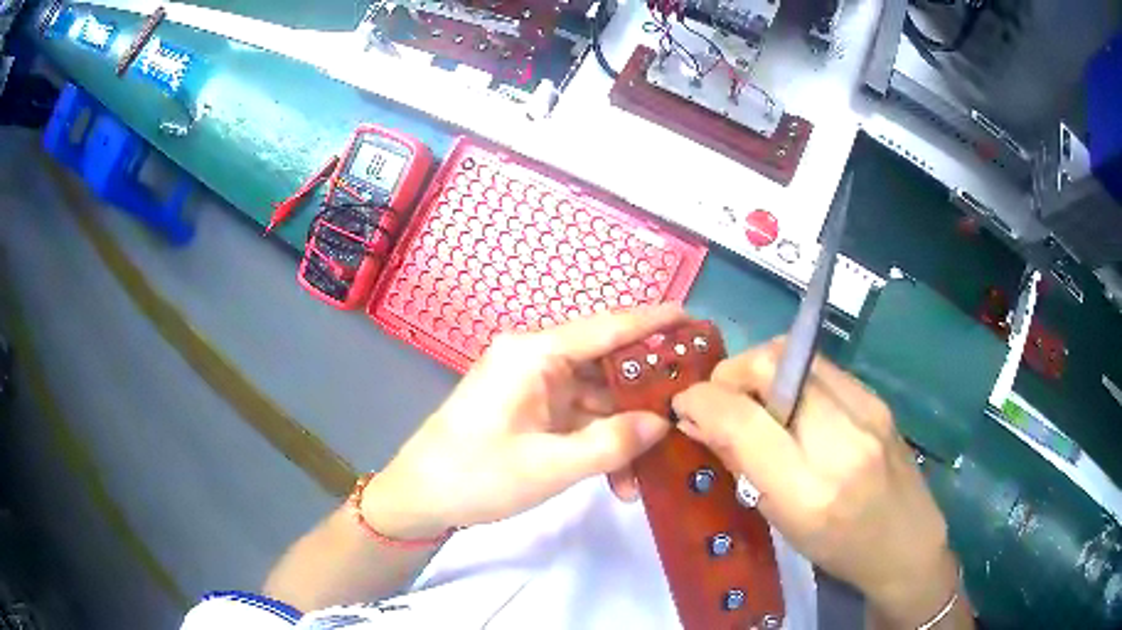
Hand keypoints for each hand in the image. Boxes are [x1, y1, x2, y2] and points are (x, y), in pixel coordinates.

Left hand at [361, 306, 685, 539]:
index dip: (654, 321)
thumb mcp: (549, 466)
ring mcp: (533, 387)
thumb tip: (662, 423)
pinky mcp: (531, 411)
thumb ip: (611, 443)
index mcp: (534, 354)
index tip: (694, 319)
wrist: (420, 498)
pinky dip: (600, 443)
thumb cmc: (476, 475)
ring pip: (596, 398)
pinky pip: (578, 418)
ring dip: (623, 431)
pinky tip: (620, 480)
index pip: (606, 326)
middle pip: (606, 363)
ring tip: (656, 465)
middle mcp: (535, 360)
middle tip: (691, 405)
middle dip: (646, 391)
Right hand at [672, 338, 963, 626]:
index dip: (703, 400)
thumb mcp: (782, 521)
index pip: (743, 419)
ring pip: (795, 354)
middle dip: (731, 373)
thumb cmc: (839, 548)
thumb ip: (741, 465)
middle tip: (721, 400)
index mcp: (810, 489)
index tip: (685, 405)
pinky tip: (790, 404)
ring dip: (759, 369)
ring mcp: (867, 409)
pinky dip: (790, 376)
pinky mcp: (877, 397)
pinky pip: (820, 367)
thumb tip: (698, 422)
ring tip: (753, 400)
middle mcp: (843, 438)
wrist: (906, 543)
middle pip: (771, 364)